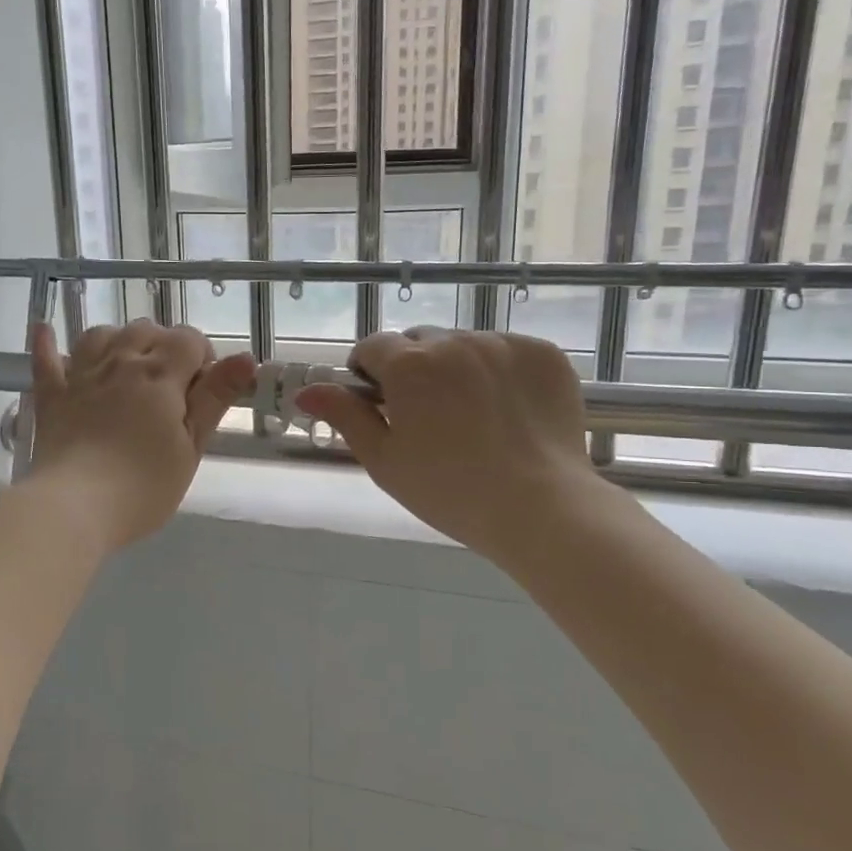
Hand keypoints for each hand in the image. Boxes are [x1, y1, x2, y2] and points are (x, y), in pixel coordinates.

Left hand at [24, 321, 254, 551]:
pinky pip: (46, 359)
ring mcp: (81, 376)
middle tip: (172, 387)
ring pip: (101, 334)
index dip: (202, 357)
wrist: (74, 507)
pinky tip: (46, 331)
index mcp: (159, 376)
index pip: (188, 339)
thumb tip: (246, 358)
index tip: (203, 390)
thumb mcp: (191, 447)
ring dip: (120, 340)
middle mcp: (120, 363)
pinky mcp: (52, 396)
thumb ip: (215, 399)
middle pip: (146, 330)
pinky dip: (47, 343)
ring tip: (129, 365)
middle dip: (164, 346)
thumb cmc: (142, 486)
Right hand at [295, 328, 601, 562]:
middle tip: (428, 416)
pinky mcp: (544, 354)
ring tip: (474, 417)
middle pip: (419, 342)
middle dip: (414, 369)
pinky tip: (509, 412)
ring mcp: (504, 344)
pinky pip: (509, 352)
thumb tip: (307, 391)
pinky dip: (501, 372)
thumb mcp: (384, 459)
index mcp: (409, 365)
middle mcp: (454, 341)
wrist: (542, 509)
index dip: (369, 373)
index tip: (380, 404)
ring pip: (465, 345)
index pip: (373, 347)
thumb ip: (345, 416)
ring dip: (458, 368)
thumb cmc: (449, 491)